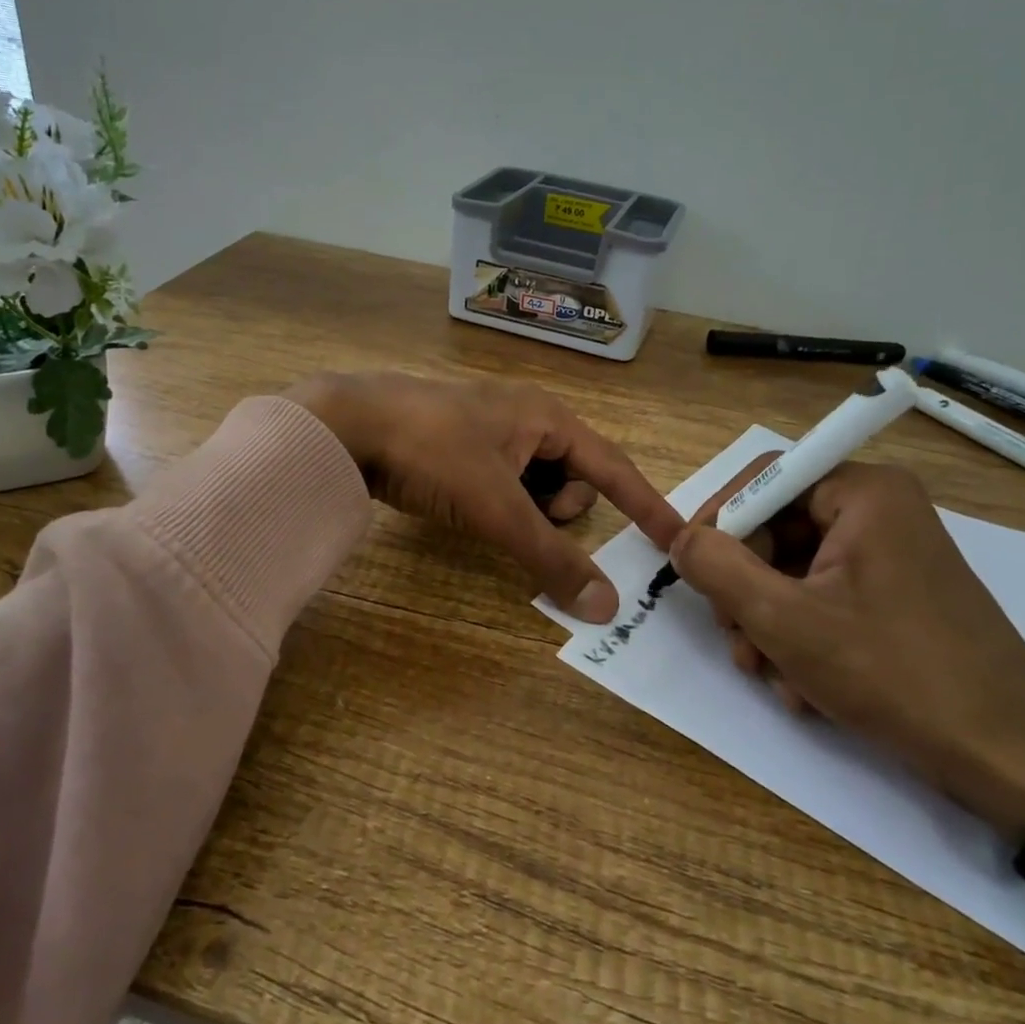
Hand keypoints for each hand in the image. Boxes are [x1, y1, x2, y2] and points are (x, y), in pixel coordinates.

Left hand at [287, 372, 681, 621]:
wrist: (348, 423)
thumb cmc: (434, 453)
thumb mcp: (497, 507)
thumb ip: (551, 557)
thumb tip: (606, 607)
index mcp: (548, 417)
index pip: (614, 467)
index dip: (646, 504)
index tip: (676, 539)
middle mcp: (526, 416)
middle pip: (574, 477)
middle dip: (559, 507)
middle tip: (522, 517)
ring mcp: (490, 429)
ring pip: (536, 482)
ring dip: (527, 508)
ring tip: (490, 512)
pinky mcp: (460, 444)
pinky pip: (504, 480)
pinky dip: (501, 502)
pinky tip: (468, 506)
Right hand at [670, 457, 1024, 841]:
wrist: (1010, 760)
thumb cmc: (893, 673)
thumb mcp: (784, 620)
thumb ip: (717, 567)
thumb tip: (680, 539)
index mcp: (864, 493)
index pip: (764, 478)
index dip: (718, 520)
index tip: (690, 568)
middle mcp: (880, 510)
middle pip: (777, 528)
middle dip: (744, 587)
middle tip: (733, 638)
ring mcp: (893, 554)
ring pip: (795, 569)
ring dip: (766, 621)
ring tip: (766, 673)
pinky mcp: (899, 595)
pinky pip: (826, 596)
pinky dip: (801, 636)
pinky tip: (801, 686)